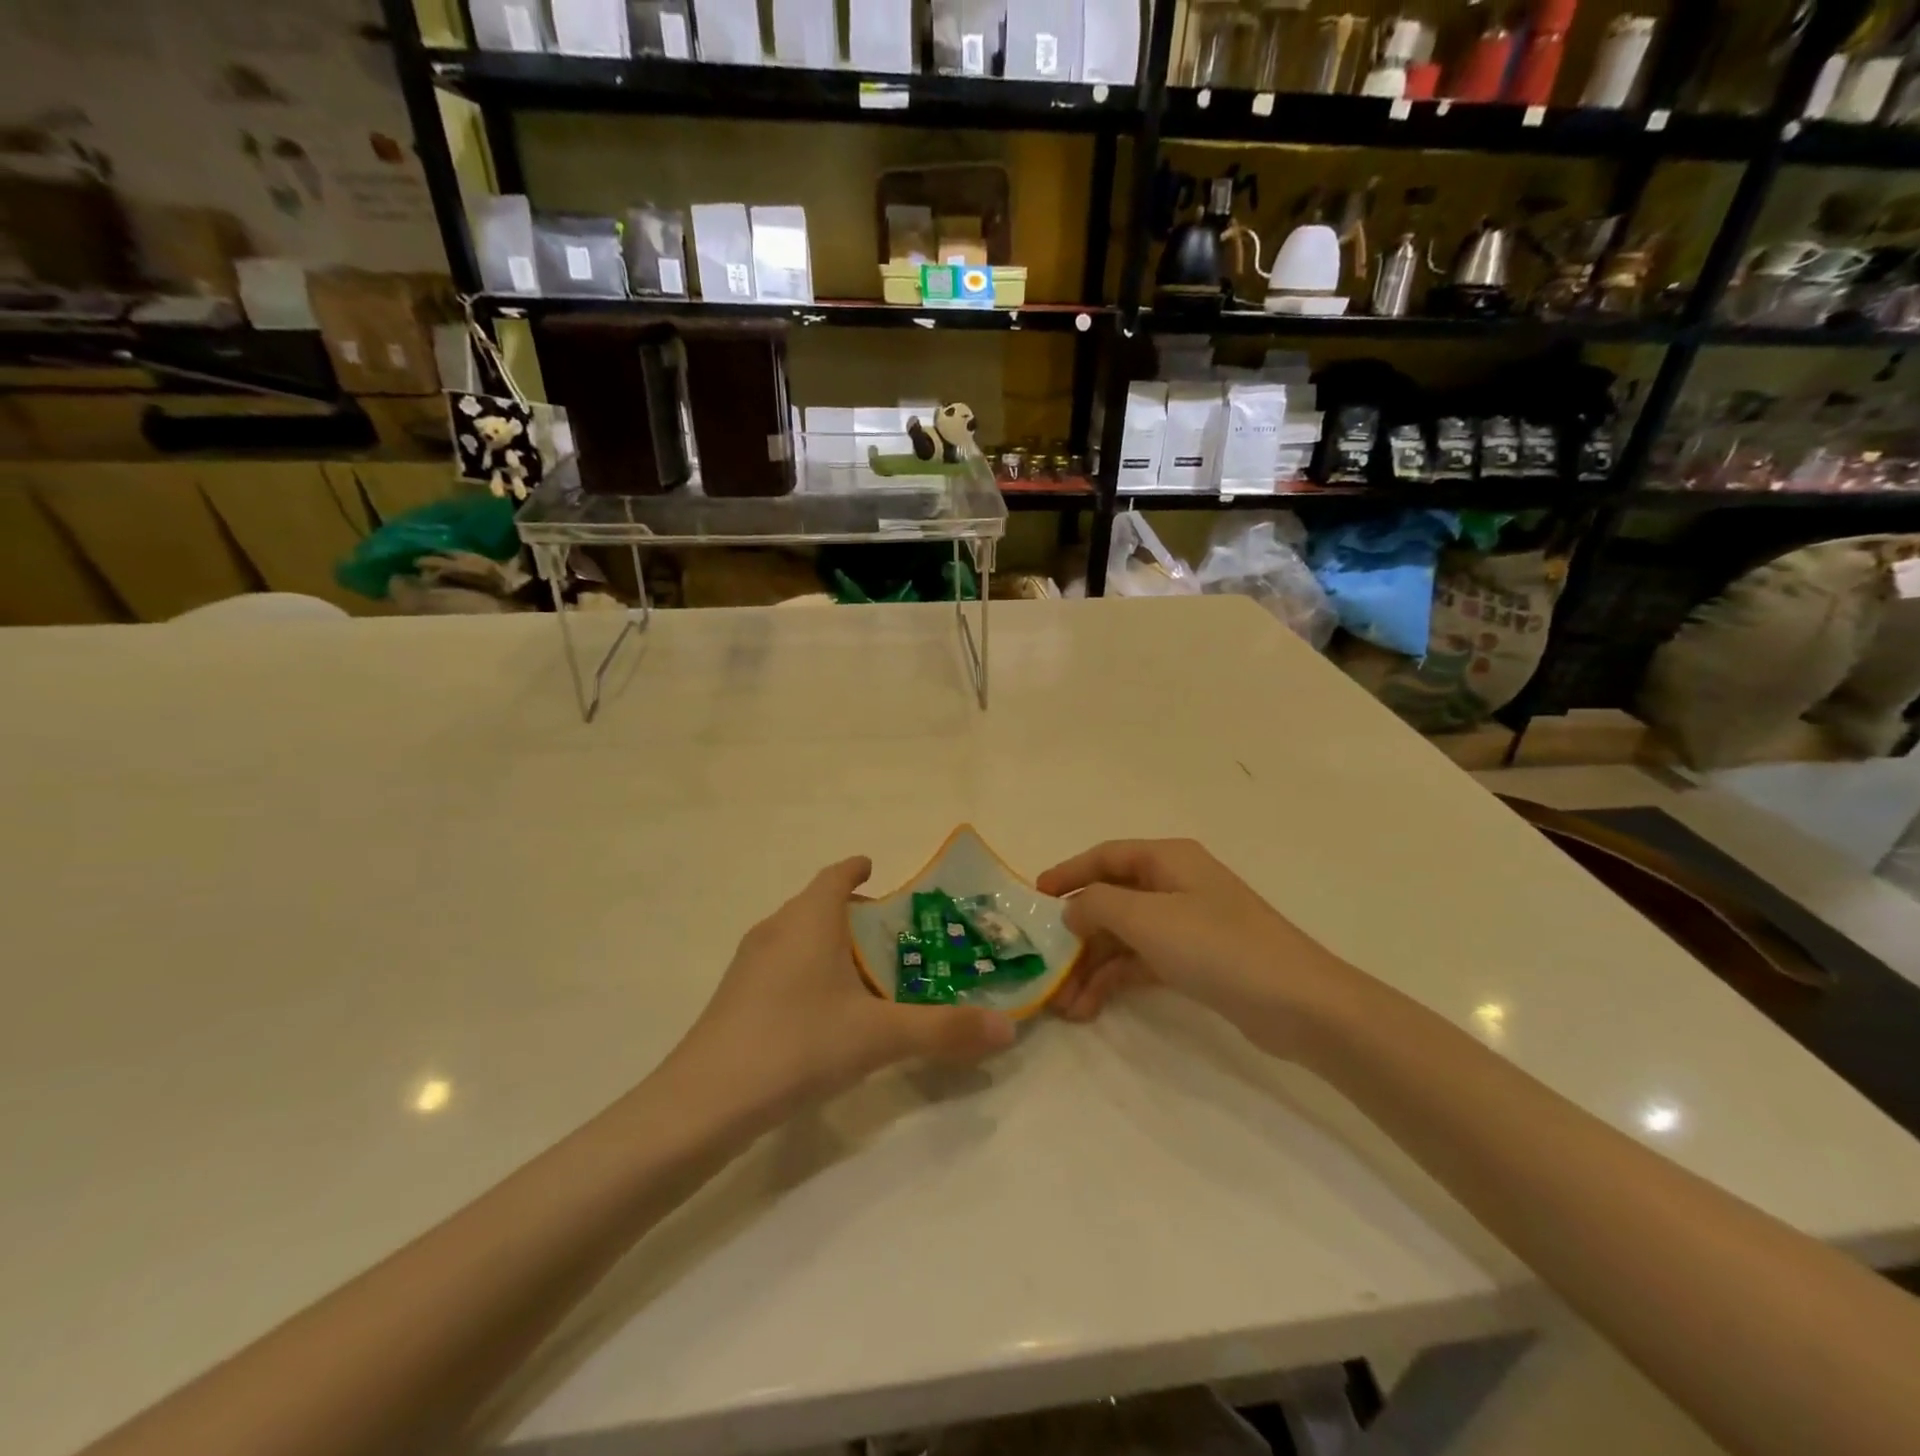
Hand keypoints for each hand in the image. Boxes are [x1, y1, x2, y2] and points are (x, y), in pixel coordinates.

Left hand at [669, 858, 1016, 1124]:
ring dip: (830, 943)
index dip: (857, 868)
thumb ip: (945, 1030)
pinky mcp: (735, 997)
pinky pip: (782, 965)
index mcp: (809, 918)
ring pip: (798, 936)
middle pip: (819, 904)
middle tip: (894, 935)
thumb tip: (1008, 1029)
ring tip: (866, 973)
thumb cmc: (797, 1044)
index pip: (836, 875)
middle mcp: (776, 928)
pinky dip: (809, 970)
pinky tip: (825, 1011)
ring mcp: (750, 963)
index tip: (879, 870)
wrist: (704, 1102)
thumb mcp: (879, 1037)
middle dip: (854, 913)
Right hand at [1038, 839, 1358, 1058]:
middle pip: (1112, 900)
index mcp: (1168, 860)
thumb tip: (1072, 909)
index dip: (1068, 873)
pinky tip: (1091, 1006)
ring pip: (1125, 936)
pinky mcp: (1197, 961)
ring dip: (1092, 966)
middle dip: (1077, 935)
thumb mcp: (1147, 918)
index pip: (1105, 856)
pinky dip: (1116, 980)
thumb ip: (1098, 905)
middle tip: (1045, 967)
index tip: (1033, 898)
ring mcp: (1187, 924)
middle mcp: (1175, 885)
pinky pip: (1143, 962)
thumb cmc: (1218, 946)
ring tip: (1065, 1005)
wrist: (1300, 1004)